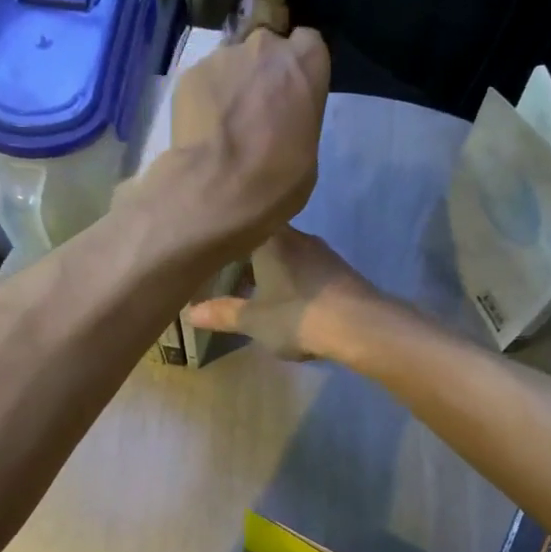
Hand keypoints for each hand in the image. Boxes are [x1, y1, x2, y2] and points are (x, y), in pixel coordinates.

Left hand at [145, 27, 329, 255]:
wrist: (217, 190)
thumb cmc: (276, 179)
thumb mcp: (307, 151)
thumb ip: (296, 118)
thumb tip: (280, 121)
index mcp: (304, 63)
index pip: (307, 44)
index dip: (298, 68)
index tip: (293, 92)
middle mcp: (264, 47)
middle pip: (266, 47)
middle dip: (263, 71)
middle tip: (256, 109)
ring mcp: (222, 57)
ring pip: (231, 63)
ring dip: (232, 85)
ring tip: (224, 126)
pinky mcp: (189, 75)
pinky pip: (204, 81)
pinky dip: (204, 99)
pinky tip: (203, 131)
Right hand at [185, 227, 386, 361]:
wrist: (360, 325)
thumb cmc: (297, 315)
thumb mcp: (253, 320)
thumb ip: (222, 314)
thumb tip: (190, 313)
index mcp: (271, 239)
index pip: (242, 225)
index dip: (225, 240)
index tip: (211, 256)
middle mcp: (298, 236)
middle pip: (265, 240)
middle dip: (247, 260)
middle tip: (228, 281)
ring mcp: (323, 253)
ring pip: (287, 256)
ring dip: (271, 272)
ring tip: (256, 295)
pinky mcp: (340, 272)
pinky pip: (307, 270)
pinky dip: (293, 281)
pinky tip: (290, 302)